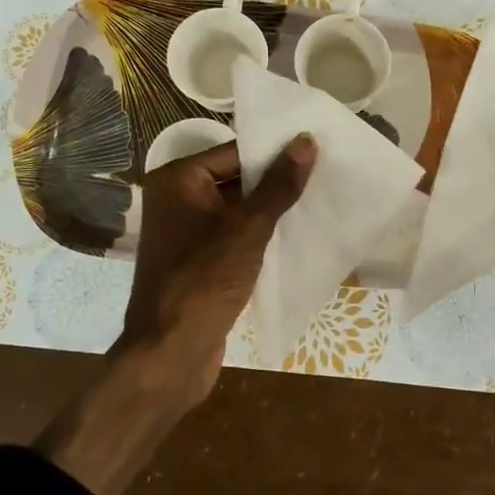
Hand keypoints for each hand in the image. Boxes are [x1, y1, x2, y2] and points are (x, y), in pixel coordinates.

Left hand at [119, 134, 316, 410]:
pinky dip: (259, 236)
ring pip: (237, 210)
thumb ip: (278, 185)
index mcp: (177, 180)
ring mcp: (185, 232)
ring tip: (317, 201)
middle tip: (323, 174)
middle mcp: (176, 199)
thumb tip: (305, 141)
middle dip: (275, 182)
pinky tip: (295, 235)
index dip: (274, 153)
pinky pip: (233, 236)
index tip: (315, 150)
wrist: (171, 353)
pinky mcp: (197, 261)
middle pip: (235, 179)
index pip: (234, 153)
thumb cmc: (205, 280)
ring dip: (270, 211)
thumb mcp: (248, 228)